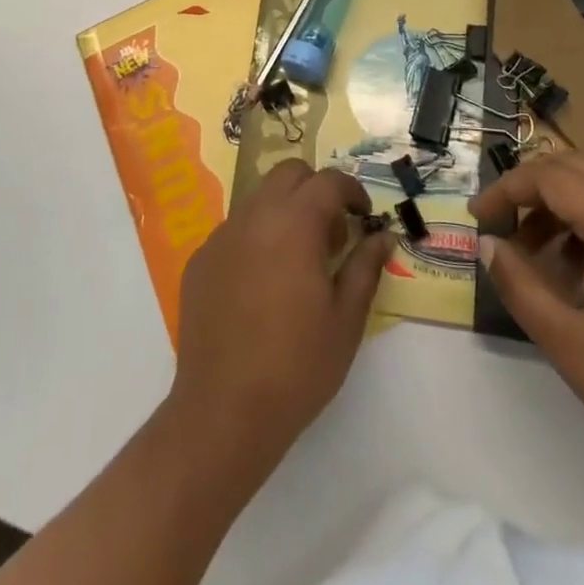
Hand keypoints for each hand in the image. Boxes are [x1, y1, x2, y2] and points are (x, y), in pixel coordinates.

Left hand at [169, 159, 389, 468]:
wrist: (223, 410)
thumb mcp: (346, 319)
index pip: (328, 181)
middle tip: (332, 234)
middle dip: (316, 190)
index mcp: (293, 223)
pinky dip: (256, 238)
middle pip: (288, 174)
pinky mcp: (200, 259)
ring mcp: (221, 236)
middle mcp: (254, 216)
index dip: (352, 191)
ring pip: (259, 199)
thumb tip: (383, 235)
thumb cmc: (297, 366)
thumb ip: (366, 267)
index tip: (364, 217)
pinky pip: (235, 230)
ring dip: (285, 212)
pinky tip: (262, 286)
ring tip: (298, 262)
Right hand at [470, 153, 583, 494]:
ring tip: (533, 252)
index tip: (478, 218)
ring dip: (558, 205)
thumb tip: (488, 244)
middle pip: (572, 168)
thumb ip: (520, 286)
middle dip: (528, 189)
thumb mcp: (571, 345)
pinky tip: (578, 269)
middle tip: (500, 226)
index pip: (547, 176)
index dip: (504, 190)